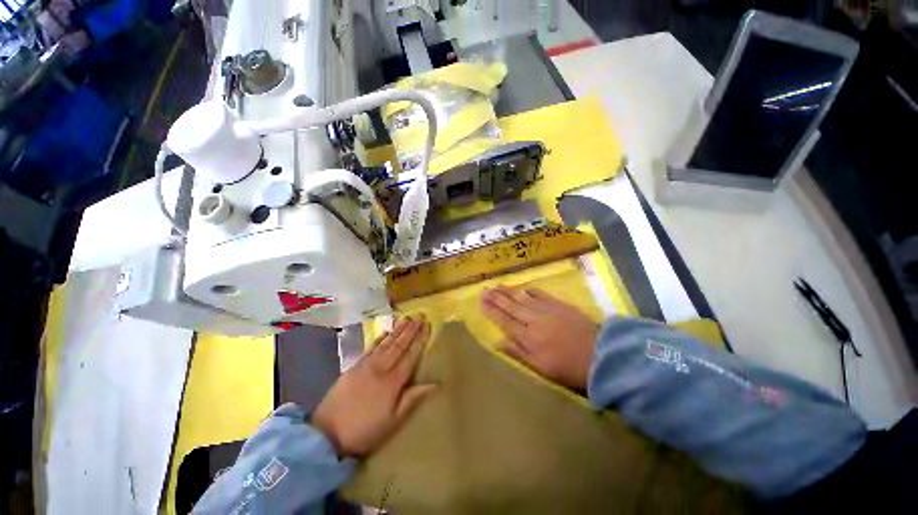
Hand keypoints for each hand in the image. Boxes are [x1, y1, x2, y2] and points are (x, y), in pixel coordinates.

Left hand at [312, 315, 435, 457]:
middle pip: (399, 345)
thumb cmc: (365, 430)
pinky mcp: (354, 367)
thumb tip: (436, 384)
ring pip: (385, 343)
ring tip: (406, 318)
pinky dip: (379, 338)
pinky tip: (385, 332)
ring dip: (397, 330)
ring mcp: (366, 365)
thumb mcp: (393, 420)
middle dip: (411, 330)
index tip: (427, 326)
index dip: (420, 340)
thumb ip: (413, 398)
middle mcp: (381, 368)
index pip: (410, 356)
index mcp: (393, 381)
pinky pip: (370, 348)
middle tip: (419, 316)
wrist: (327, 434)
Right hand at [482, 285, 598, 391]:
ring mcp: (547, 310)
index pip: (505, 321)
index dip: (492, 311)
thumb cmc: (569, 368)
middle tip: (484, 290)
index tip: (481, 302)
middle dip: (496, 298)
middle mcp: (534, 320)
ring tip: (496, 285)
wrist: (602, 356)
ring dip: (508, 291)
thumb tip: (499, 342)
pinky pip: (540, 294)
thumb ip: (519, 353)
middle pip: (511, 306)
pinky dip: (529, 290)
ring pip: (523, 298)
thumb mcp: (541, 369)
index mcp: (529, 337)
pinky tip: (522, 287)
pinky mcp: (560, 304)